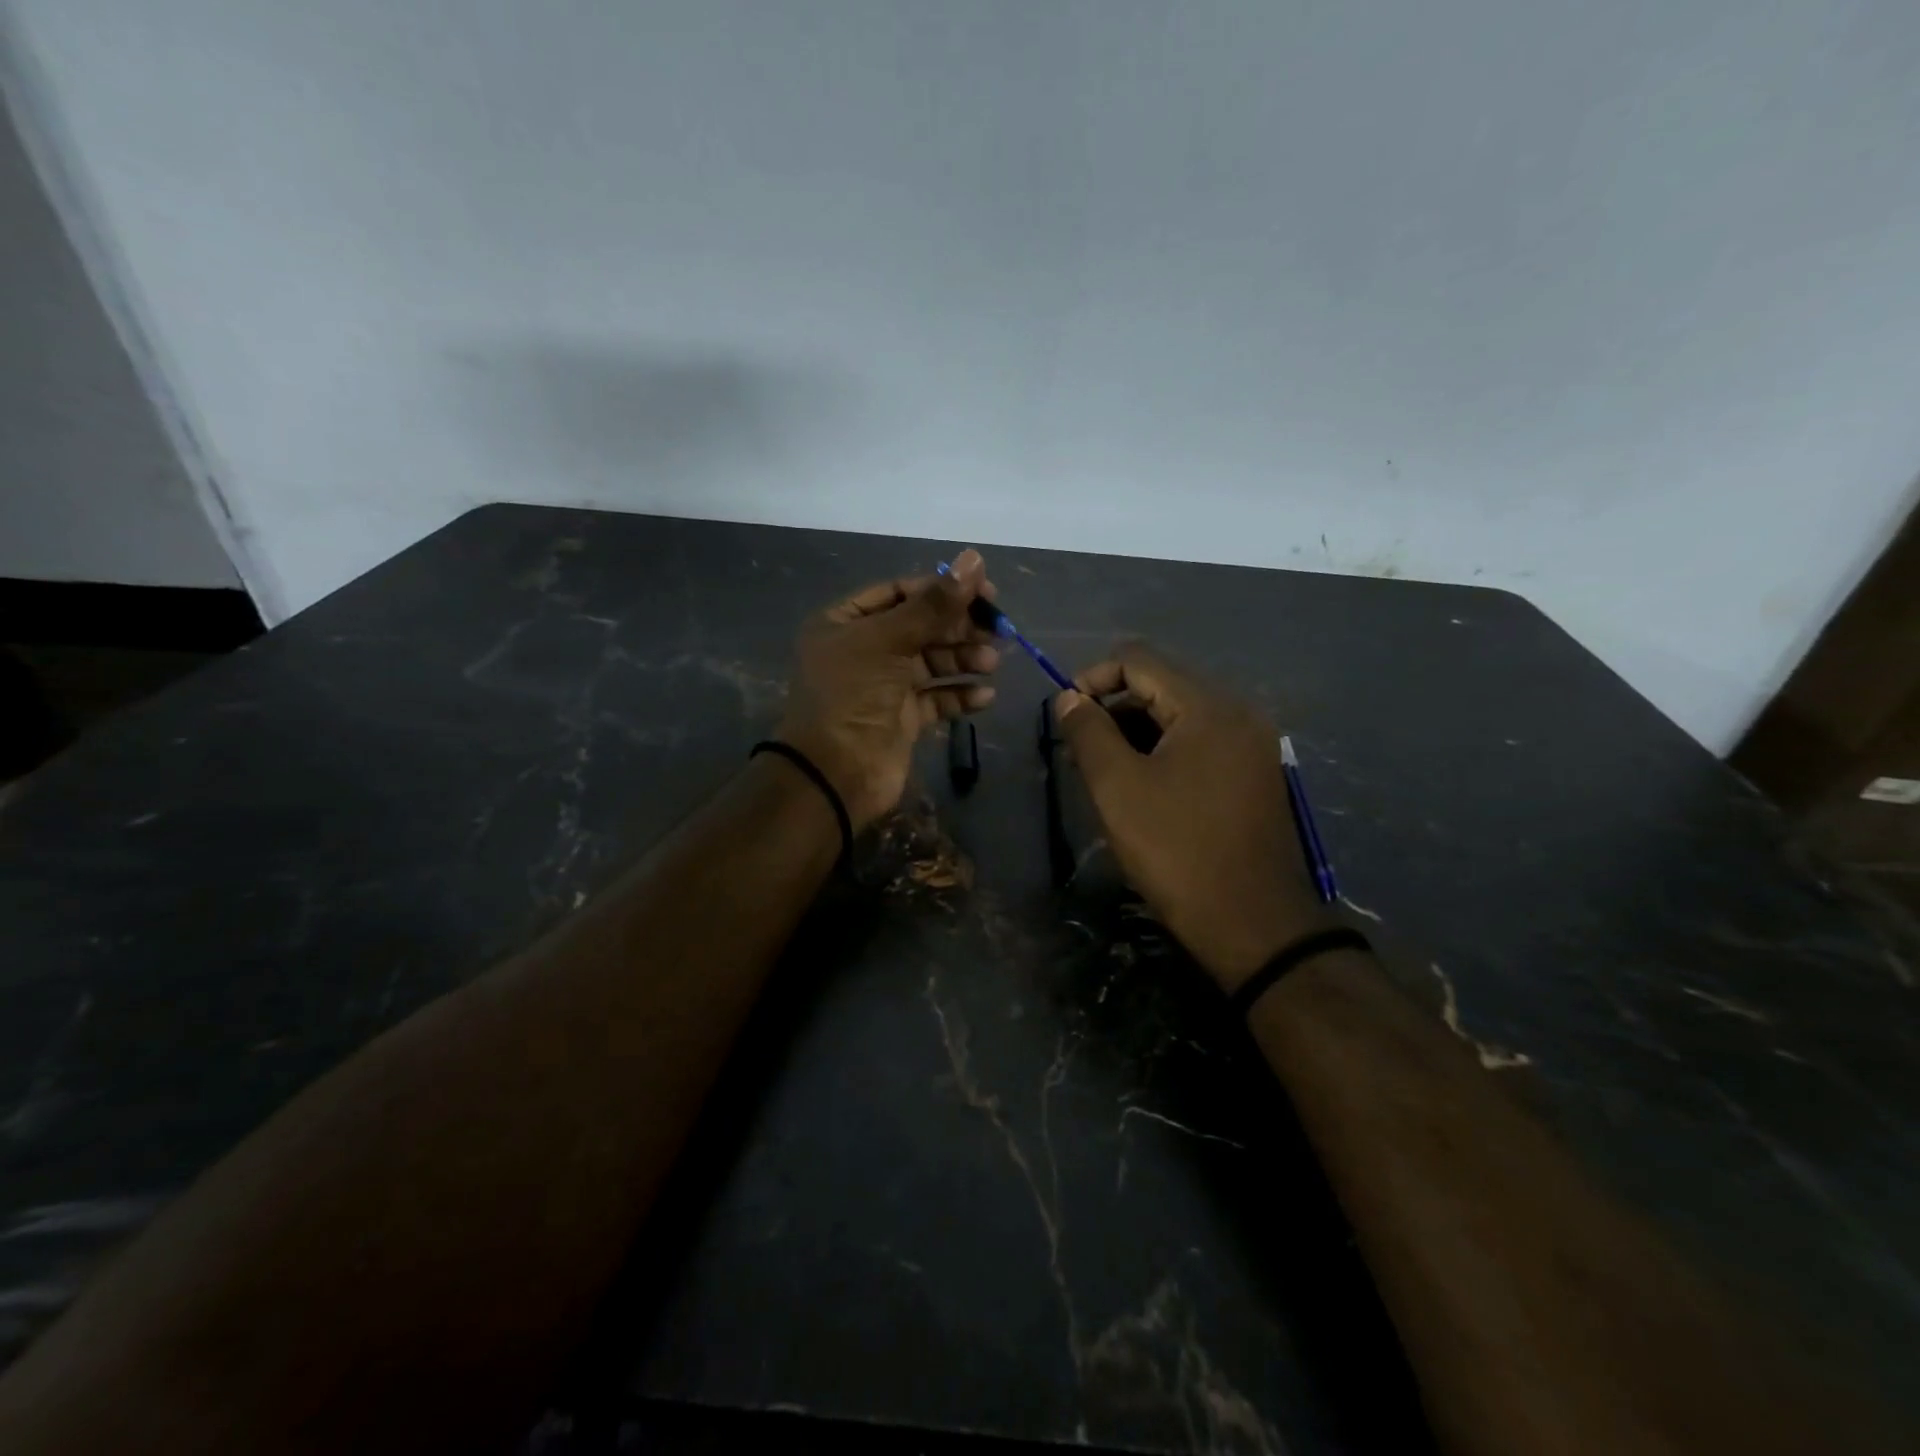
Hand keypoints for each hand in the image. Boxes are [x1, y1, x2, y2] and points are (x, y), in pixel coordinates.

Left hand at [776, 549, 999, 829]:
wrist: (834, 775)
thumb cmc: (852, 697)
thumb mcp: (888, 642)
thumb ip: (933, 604)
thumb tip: (974, 559)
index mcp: (845, 623)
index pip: (900, 593)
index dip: (941, 589)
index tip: (984, 592)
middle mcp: (863, 651)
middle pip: (920, 627)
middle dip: (958, 627)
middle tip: (997, 629)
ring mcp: (883, 687)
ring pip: (931, 663)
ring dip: (963, 660)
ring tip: (991, 664)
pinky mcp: (901, 720)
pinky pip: (936, 699)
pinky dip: (960, 695)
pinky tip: (985, 696)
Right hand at [1054, 645, 1329, 990]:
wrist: (1253, 925)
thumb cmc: (1177, 851)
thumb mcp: (1118, 788)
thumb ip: (1088, 732)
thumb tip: (1068, 697)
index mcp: (1208, 707)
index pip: (1139, 661)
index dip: (1092, 678)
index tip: (1064, 715)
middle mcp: (1238, 713)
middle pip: (1162, 684)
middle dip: (1113, 707)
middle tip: (1080, 749)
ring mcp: (1252, 745)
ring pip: (1180, 715)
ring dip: (1136, 730)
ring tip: (1105, 770)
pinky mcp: (1255, 774)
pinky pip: (1201, 742)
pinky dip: (1165, 750)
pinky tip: (1143, 784)